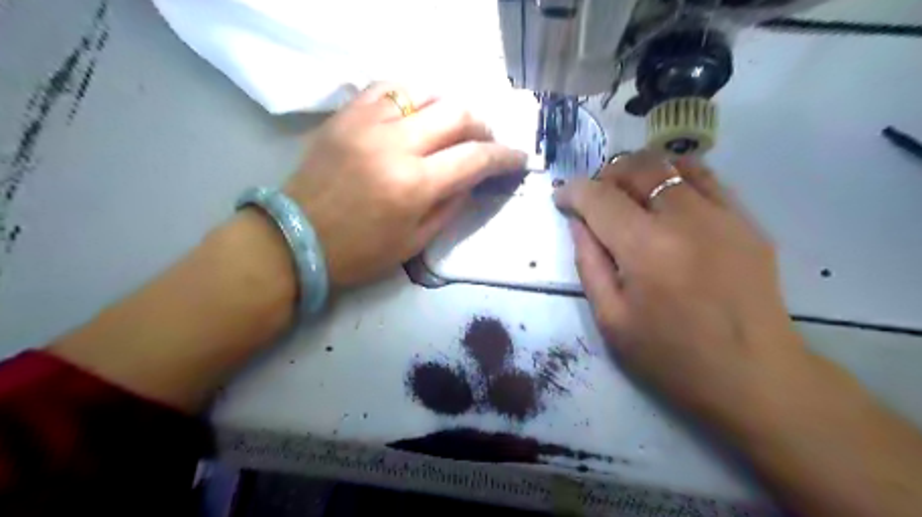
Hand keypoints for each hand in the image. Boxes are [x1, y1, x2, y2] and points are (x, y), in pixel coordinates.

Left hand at [285, 82, 525, 287]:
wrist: (297, 239)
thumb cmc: (360, 252)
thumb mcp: (416, 241)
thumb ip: (452, 205)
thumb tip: (474, 178)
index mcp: (415, 185)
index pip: (475, 158)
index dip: (505, 157)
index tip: (518, 158)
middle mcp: (395, 145)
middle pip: (457, 113)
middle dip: (482, 126)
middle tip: (484, 142)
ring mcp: (367, 124)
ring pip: (426, 92)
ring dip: (449, 108)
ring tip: (451, 128)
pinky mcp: (346, 115)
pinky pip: (388, 88)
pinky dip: (412, 97)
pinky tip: (416, 113)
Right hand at [553, 150, 807, 420]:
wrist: (754, 377)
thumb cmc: (671, 357)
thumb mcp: (611, 319)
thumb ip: (589, 263)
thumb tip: (578, 222)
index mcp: (646, 248)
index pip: (599, 197)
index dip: (573, 190)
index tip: (561, 198)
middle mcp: (685, 218)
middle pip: (637, 168)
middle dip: (605, 175)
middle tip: (594, 198)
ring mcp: (724, 215)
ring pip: (672, 164)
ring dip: (640, 171)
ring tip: (628, 194)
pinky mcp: (747, 221)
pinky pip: (706, 179)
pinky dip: (676, 177)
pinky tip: (667, 200)